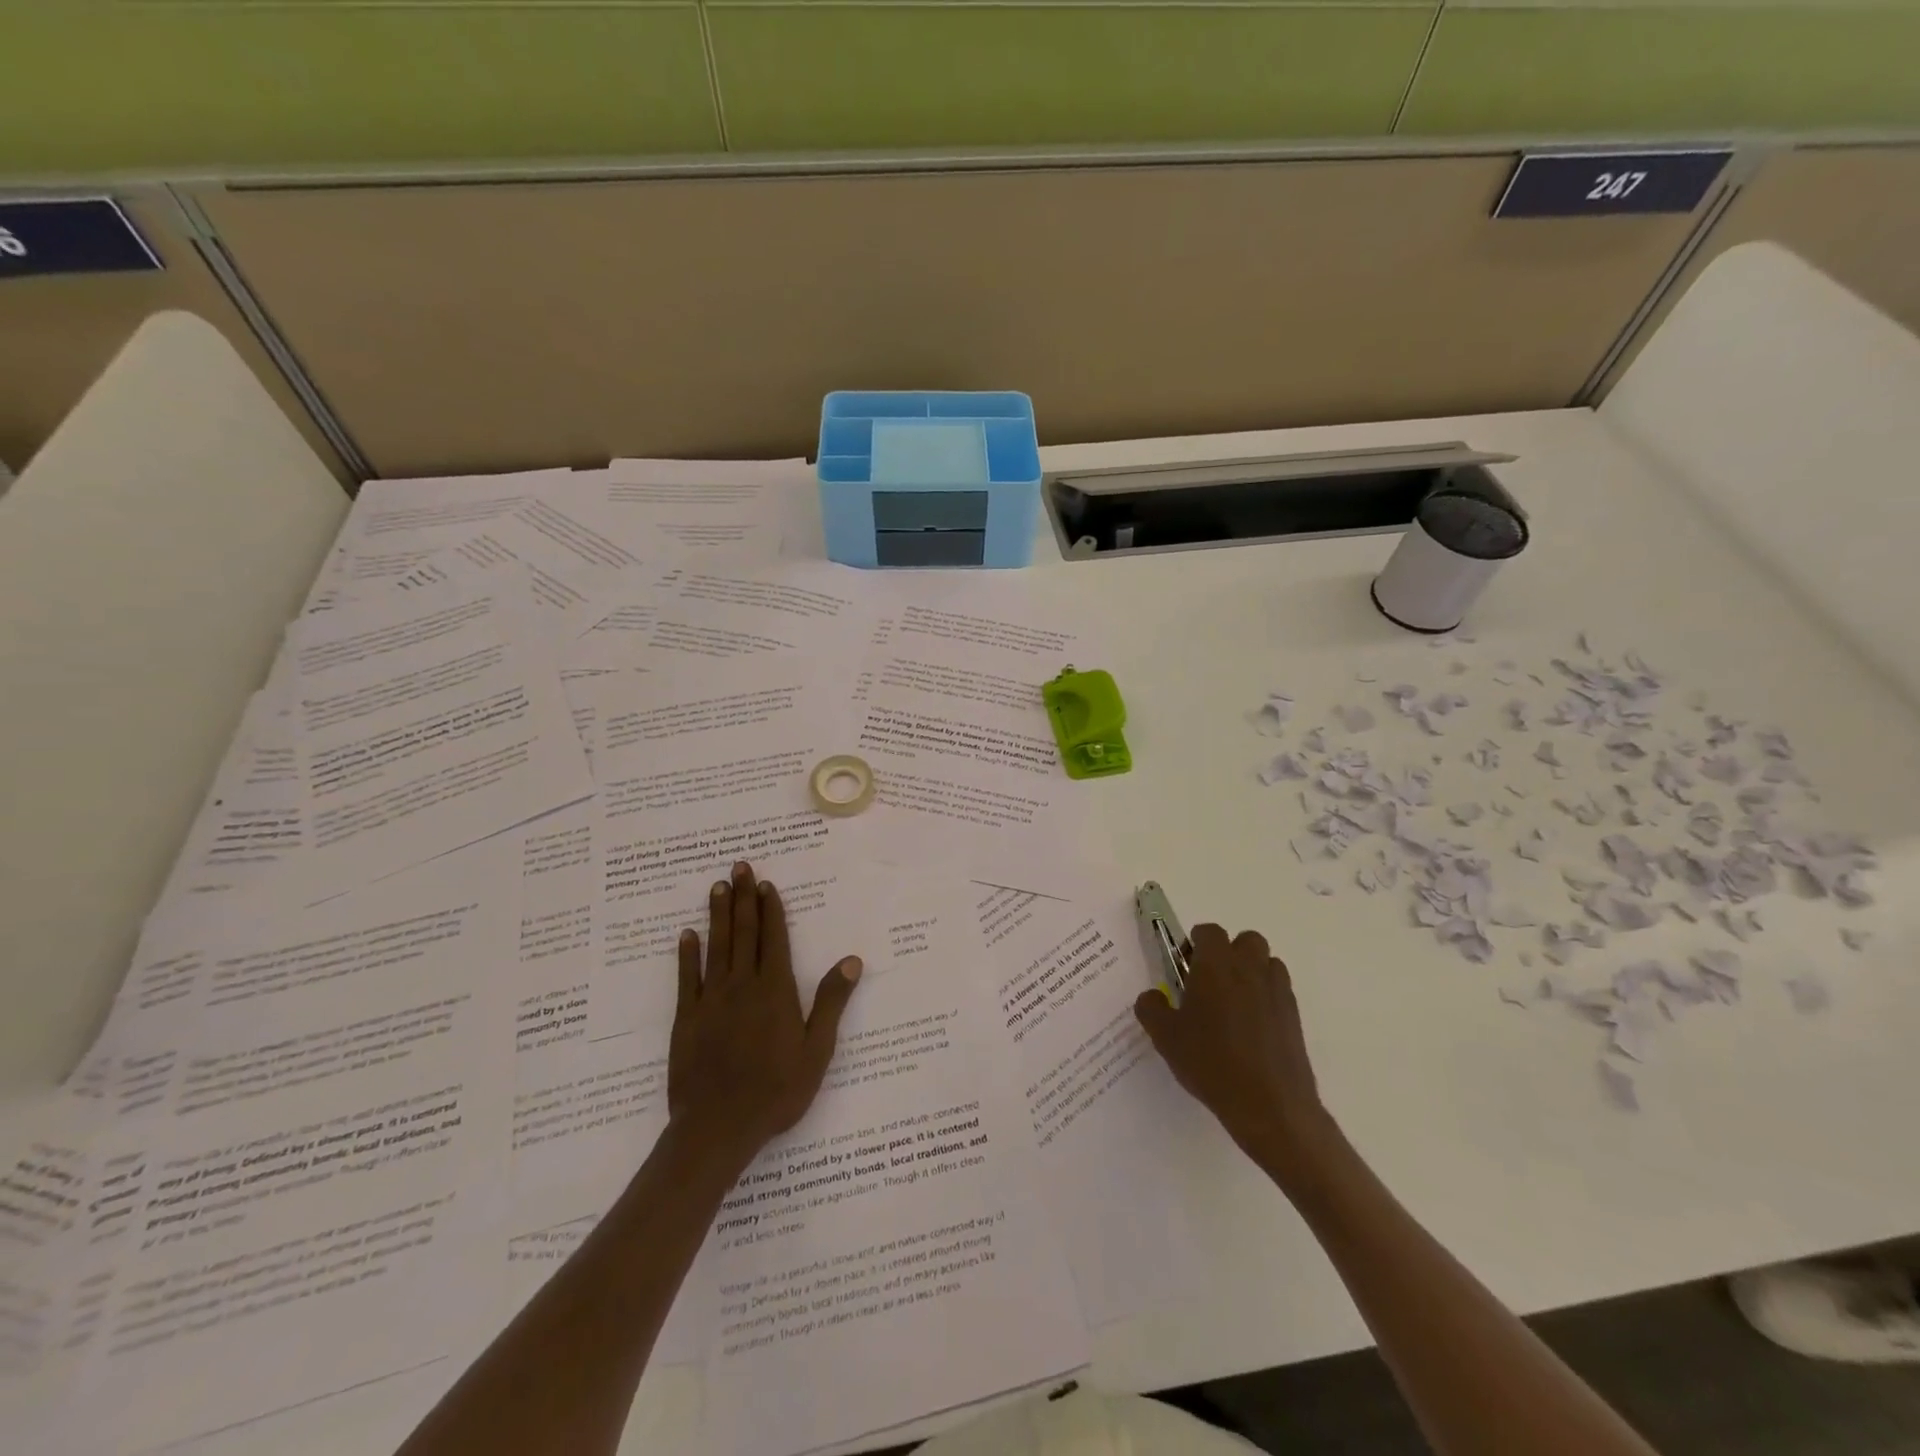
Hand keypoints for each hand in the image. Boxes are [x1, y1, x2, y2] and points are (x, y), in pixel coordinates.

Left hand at [669, 861, 862, 1169]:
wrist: (717, 1128)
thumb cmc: (776, 1091)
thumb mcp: (816, 1051)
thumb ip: (830, 1002)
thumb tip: (852, 960)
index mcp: (775, 991)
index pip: (773, 939)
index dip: (770, 909)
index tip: (765, 884)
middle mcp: (742, 986)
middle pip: (744, 933)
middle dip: (743, 898)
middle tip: (738, 867)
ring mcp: (711, 1000)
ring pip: (716, 947)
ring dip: (717, 916)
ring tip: (716, 887)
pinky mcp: (687, 1019)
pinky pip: (687, 978)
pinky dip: (687, 954)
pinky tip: (686, 935)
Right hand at [1134, 924, 1335, 1186]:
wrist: (1270, 1105)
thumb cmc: (1211, 1062)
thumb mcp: (1165, 1037)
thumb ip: (1151, 1008)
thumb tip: (1152, 996)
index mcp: (1216, 964)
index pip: (1209, 932)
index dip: (1196, 944)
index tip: (1185, 967)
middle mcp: (1250, 968)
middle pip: (1245, 940)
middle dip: (1229, 953)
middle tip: (1210, 983)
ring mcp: (1277, 990)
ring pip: (1266, 963)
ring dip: (1251, 972)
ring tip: (1233, 1005)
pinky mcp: (1294, 1016)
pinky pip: (1278, 991)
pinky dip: (1265, 997)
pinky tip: (1250, 1029)